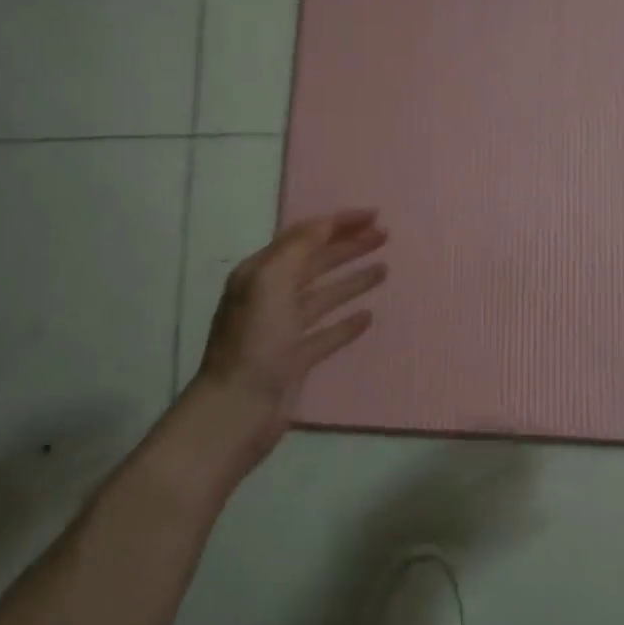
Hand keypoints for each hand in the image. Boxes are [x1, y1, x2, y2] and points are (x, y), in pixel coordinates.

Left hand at [196, 209, 388, 452]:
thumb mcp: (270, 282)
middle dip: (348, 246)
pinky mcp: (296, 359)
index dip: (338, 223)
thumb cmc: (254, 342)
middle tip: (385, 236)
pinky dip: (347, 323)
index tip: (374, 215)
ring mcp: (284, 329)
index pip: (303, 236)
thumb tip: (325, 225)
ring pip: (324, 295)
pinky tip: (368, 316)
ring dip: (352, 280)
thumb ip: (298, 248)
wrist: (238, 409)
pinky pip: (326, 333)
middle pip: (315, 262)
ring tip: (384, 268)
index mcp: (261, 273)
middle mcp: (271, 295)